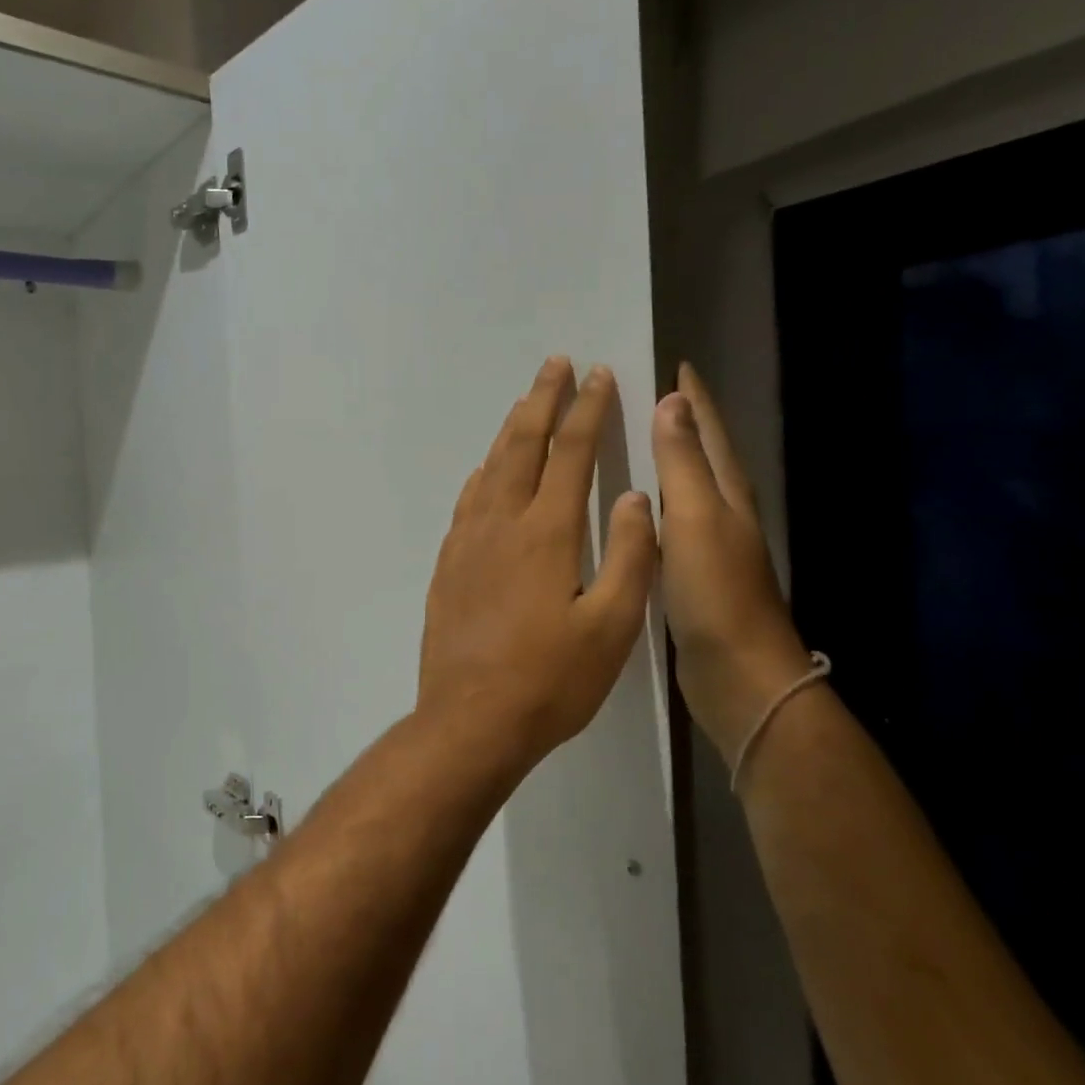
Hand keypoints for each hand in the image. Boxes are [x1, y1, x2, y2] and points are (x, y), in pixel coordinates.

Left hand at [418, 357, 658, 761]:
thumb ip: (631, 556)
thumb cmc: (550, 680)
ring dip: (510, 429)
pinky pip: (467, 500)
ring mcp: (467, 542)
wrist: (469, 720)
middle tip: (556, 364)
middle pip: (522, 444)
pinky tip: (485, 471)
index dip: (587, 410)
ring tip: (525, 403)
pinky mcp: (447, 565)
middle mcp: (501, 523)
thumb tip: (637, 497)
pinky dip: (482, 473)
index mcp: (547, 532)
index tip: (598, 375)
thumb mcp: (612, 626)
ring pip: (490, 467)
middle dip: (542, 399)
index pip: (571, 453)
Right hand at [653, 364, 812, 767]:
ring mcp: (709, 546)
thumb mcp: (696, 518)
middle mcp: (722, 512)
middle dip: (678, 421)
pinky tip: (630, 510)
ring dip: (664, 461)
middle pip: (701, 452)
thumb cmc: (716, 592)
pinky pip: (669, 522)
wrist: (738, 675)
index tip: (674, 363)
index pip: (709, 429)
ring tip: (630, 441)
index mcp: (726, 493)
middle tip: (640, 395)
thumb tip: (673, 401)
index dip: (693, 397)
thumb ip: (682, 462)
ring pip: (684, 487)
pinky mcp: (692, 575)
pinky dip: (653, 503)